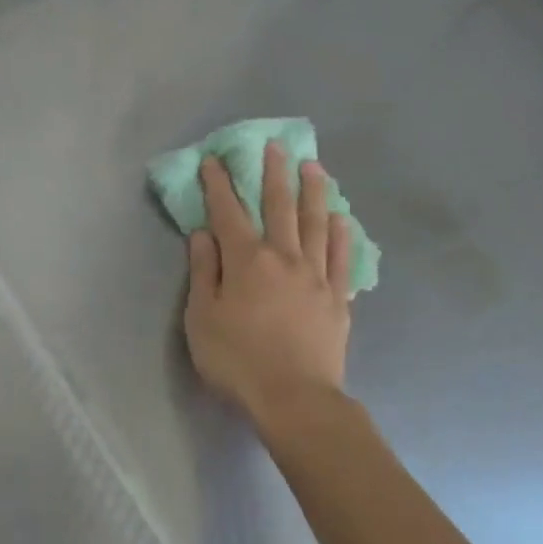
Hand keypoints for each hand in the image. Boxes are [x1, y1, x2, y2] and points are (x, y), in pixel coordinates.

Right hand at [184, 142, 352, 426]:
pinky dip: (339, 234)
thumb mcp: (201, 318)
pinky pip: (340, 257)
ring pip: (315, 223)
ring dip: (313, 192)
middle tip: (275, 146)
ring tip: (314, 166)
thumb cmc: (237, 360)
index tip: (215, 160)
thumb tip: (204, 234)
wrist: (294, 397)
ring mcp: (316, 276)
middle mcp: (284, 257)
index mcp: (246, 260)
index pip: (228, 212)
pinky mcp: (337, 298)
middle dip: (274, 174)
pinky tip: (340, 219)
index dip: (219, 184)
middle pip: (279, 206)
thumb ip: (204, 271)